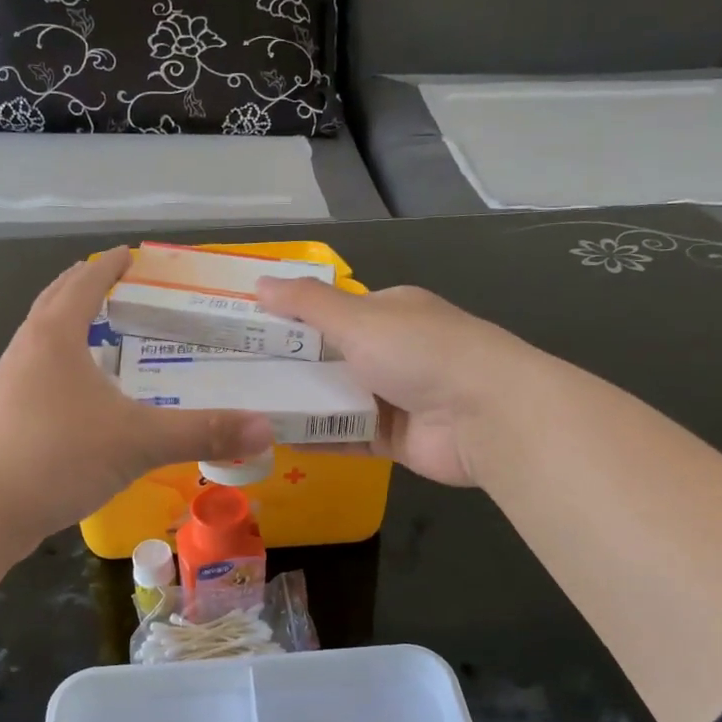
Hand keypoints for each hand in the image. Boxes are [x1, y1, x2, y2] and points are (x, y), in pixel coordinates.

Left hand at [0, 248, 272, 548]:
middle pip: (56, 302)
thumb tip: (266, 429)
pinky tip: (87, 396)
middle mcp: (27, 349)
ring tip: (107, 336)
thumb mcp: (138, 441)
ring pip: (45, 339)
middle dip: (87, 288)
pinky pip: (41, 372)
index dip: (112, 265)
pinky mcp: (6, 416)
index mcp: (55, 336)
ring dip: (73, 326)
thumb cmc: (56, 457)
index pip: (85, 282)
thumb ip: (202, 432)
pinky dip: (66, 365)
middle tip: (123, 287)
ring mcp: (10, 384)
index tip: (133, 254)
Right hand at [254, 279, 540, 487]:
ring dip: (300, 403)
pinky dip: (318, 436)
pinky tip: (278, 439)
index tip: (247, 331)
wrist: (486, 416)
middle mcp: (393, 351)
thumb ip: (307, 304)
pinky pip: (347, 435)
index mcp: (390, 312)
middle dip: (290, 365)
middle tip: (235, 375)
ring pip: (337, 398)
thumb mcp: (359, 318)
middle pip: (331, 357)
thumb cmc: (420, 352)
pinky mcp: (395, 439)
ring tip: (246, 407)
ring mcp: (395, 397)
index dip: (291, 319)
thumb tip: (259, 282)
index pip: (332, 311)